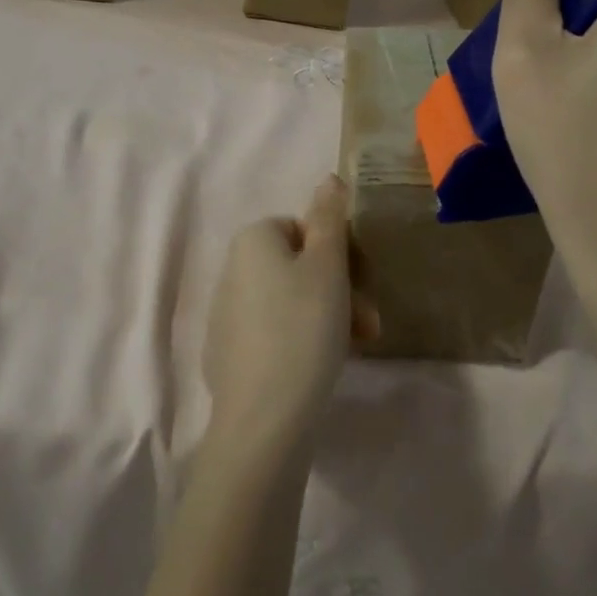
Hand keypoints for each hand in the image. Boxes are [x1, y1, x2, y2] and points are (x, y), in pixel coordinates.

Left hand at [202, 175, 379, 456]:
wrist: (264, 417)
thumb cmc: (303, 328)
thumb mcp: (327, 266)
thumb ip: (329, 217)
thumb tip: (328, 178)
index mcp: (251, 240)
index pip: (304, 228)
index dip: (339, 253)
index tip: (364, 283)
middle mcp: (232, 270)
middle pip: (299, 266)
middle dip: (341, 289)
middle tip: (370, 323)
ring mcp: (226, 314)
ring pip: (291, 300)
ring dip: (329, 315)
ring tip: (358, 347)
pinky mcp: (229, 352)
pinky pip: (275, 331)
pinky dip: (302, 339)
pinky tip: (322, 364)